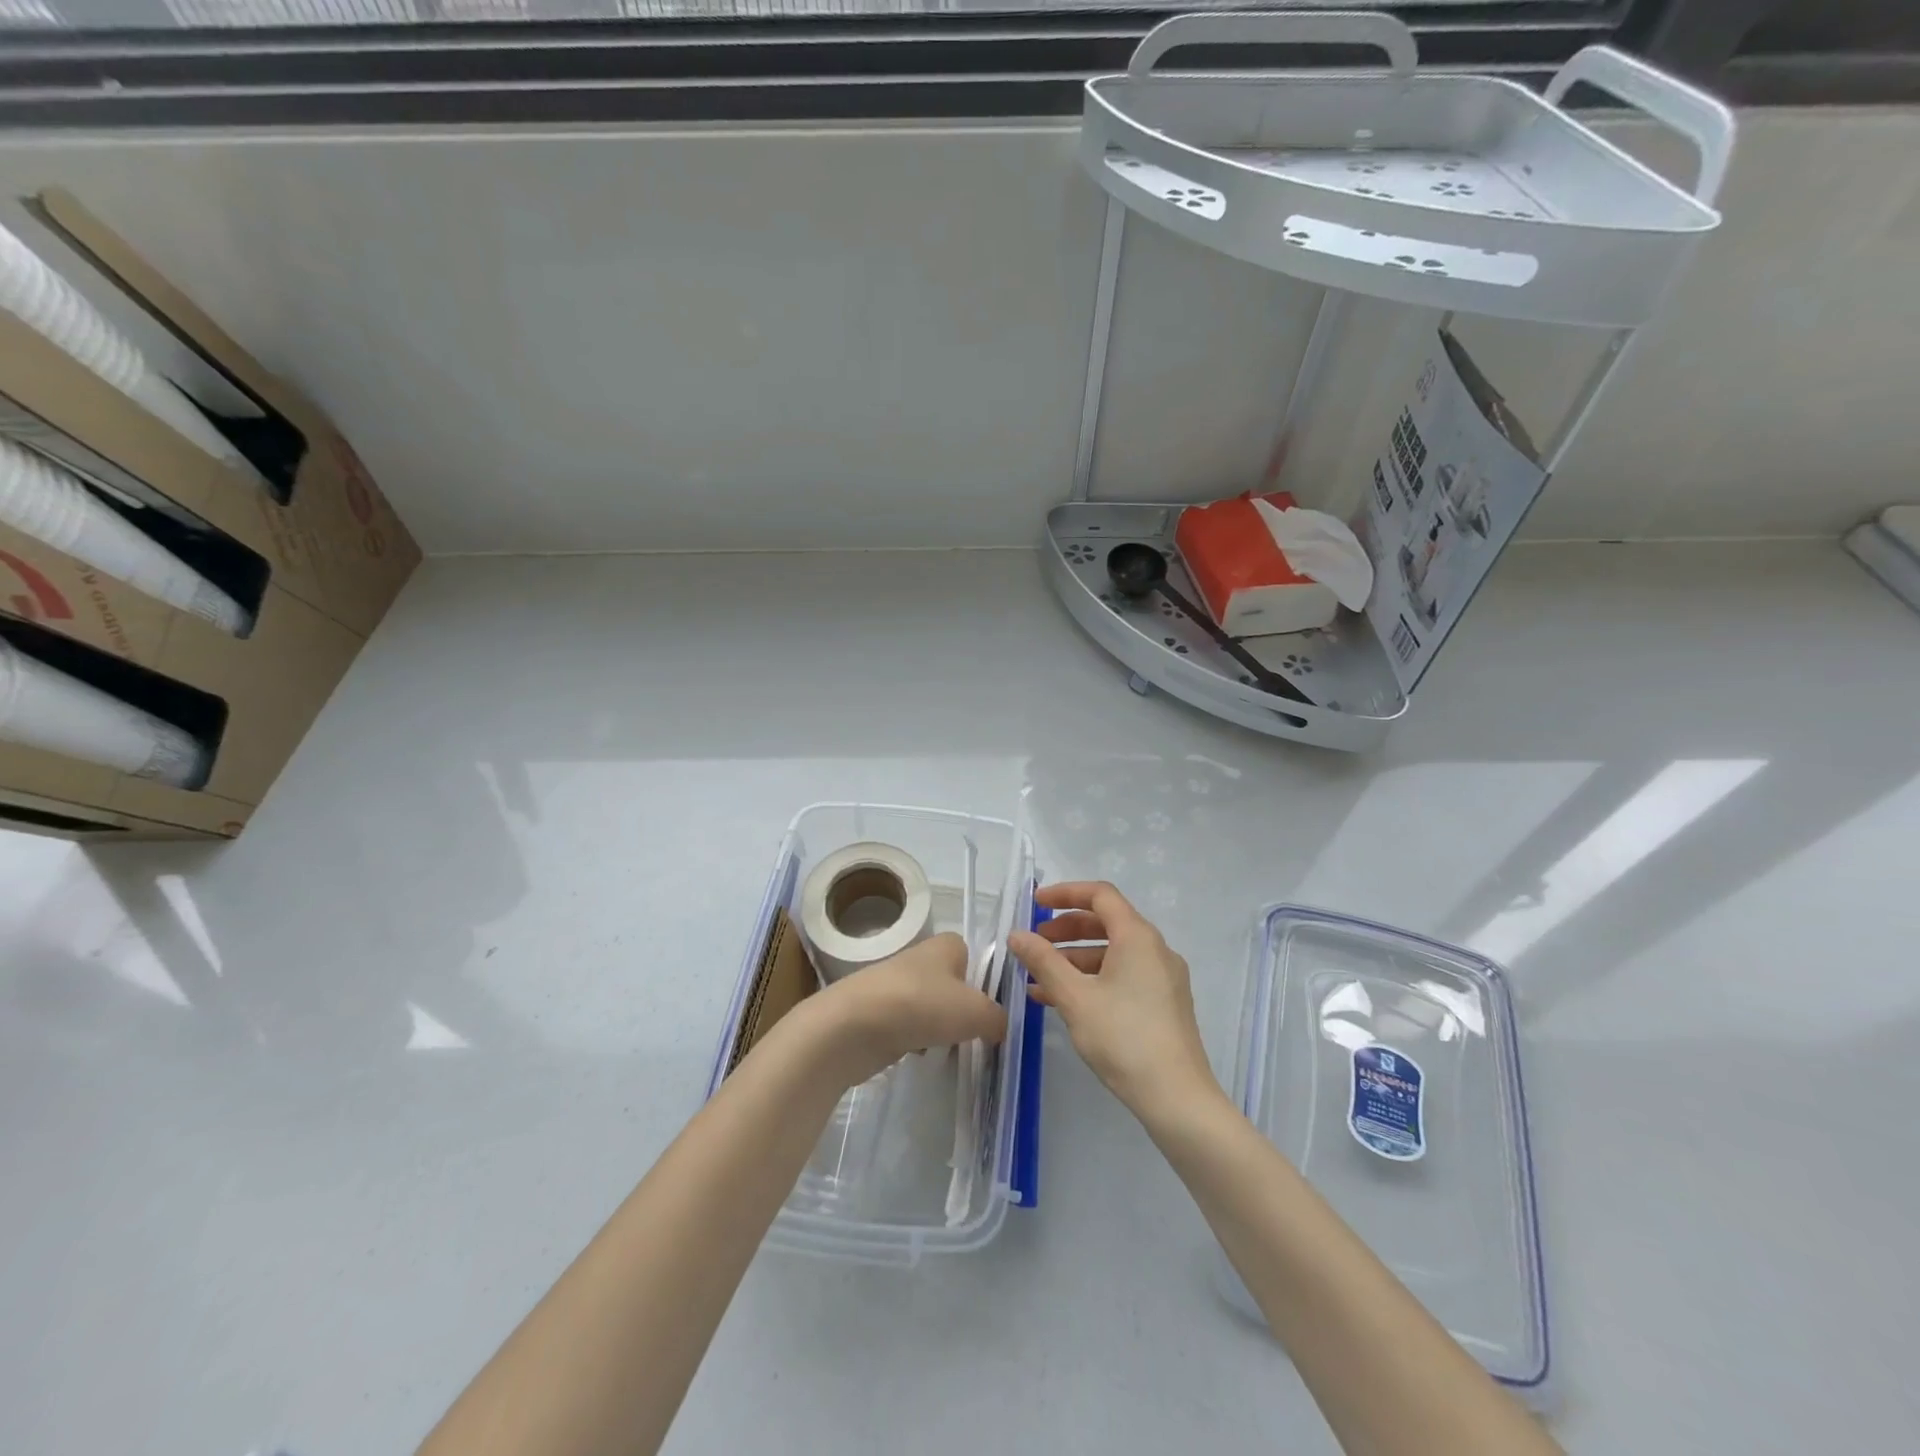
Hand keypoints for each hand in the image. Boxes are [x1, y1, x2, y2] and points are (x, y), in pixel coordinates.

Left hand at [805, 932, 1005, 1085]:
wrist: (853, 1026)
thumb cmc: (921, 1005)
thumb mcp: (976, 1012)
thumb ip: (998, 1018)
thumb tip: (999, 1026)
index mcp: (946, 945)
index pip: (974, 955)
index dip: (985, 981)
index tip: (992, 1009)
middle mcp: (921, 959)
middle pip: (953, 985)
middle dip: (963, 1009)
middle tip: (976, 1035)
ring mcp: (897, 986)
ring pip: (931, 1008)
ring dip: (940, 1028)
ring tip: (950, 1050)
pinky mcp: (879, 1014)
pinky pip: (910, 1027)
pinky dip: (916, 1041)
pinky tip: (920, 1056)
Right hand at [1009, 882, 1219, 1120]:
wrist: (1177, 1097)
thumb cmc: (1123, 1038)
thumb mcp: (1075, 998)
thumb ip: (1043, 961)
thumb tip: (1017, 935)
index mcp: (1138, 937)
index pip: (1100, 895)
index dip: (1065, 893)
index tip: (1035, 903)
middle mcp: (1155, 949)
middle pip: (1106, 923)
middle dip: (1066, 929)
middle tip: (1034, 944)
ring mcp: (1163, 978)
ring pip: (1113, 953)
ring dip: (1074, 959)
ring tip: (1039, 978)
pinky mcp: (1164, 1003)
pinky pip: (1123, 976)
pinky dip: (1092, 979)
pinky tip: (1062, 1001)